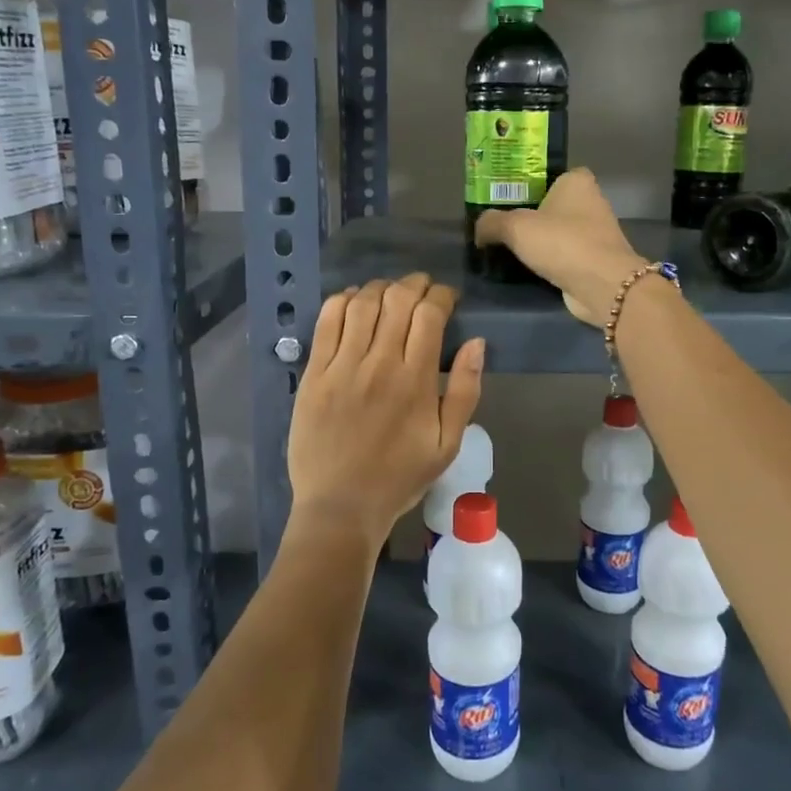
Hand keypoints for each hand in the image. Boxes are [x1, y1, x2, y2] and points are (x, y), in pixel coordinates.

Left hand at [287, 273, 484, 547]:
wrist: (340, 506)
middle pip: (397, 299)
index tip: (448, 299)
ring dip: (381, 288)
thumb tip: (477, 343)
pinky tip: (354, 302)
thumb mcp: (448, 444)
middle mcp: (379, 364)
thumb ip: (466, 391)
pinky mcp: (314, 373)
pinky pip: (327, 321)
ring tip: (390, 293)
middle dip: (415, 284)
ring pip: (362, 303)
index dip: (442, 296)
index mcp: (416, 381)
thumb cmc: (399, 477)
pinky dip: (343, 301)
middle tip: (422, 289)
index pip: (430, 314)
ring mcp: (342, 366)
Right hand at [473, 169, 647, 325]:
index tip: (507, 199)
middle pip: (553, 205)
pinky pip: (566, 255)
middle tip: (502, 226)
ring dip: (542, 241)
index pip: (550, 175)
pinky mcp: (596, 260)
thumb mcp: (515, 227)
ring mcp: (597, 233)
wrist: (602, 284)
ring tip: (511, 249)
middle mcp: (592, 202)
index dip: (529, 185)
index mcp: (577, 181)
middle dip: (532, 215)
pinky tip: (531, 269)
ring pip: (560, 231)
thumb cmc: (561, 242)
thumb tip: (479, 230)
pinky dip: (552, 261)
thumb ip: (491, 222)